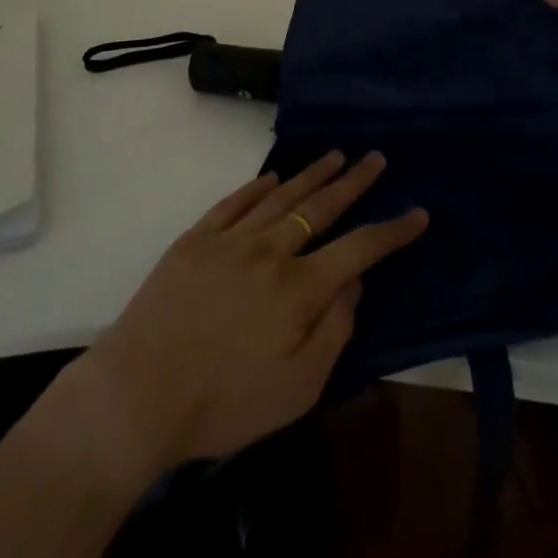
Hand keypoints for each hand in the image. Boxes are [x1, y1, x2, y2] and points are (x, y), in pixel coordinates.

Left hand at [59, 151, 428, 476]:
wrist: (139, 391)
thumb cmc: (224, 402)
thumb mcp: (297, 388)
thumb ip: (334, 331)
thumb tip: (354, 282)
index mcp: (299, 287)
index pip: (359, 247)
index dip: (392, 230)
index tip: (418, 212)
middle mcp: (270, 249)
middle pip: (321, 206)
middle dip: (353, 181)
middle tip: (375, 157)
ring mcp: (230, 238)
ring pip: (280, 195)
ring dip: (311, 174)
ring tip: (335, 155)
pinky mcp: (195, 239)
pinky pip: (233, 202)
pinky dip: (255, 186)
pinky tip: (270, 176)